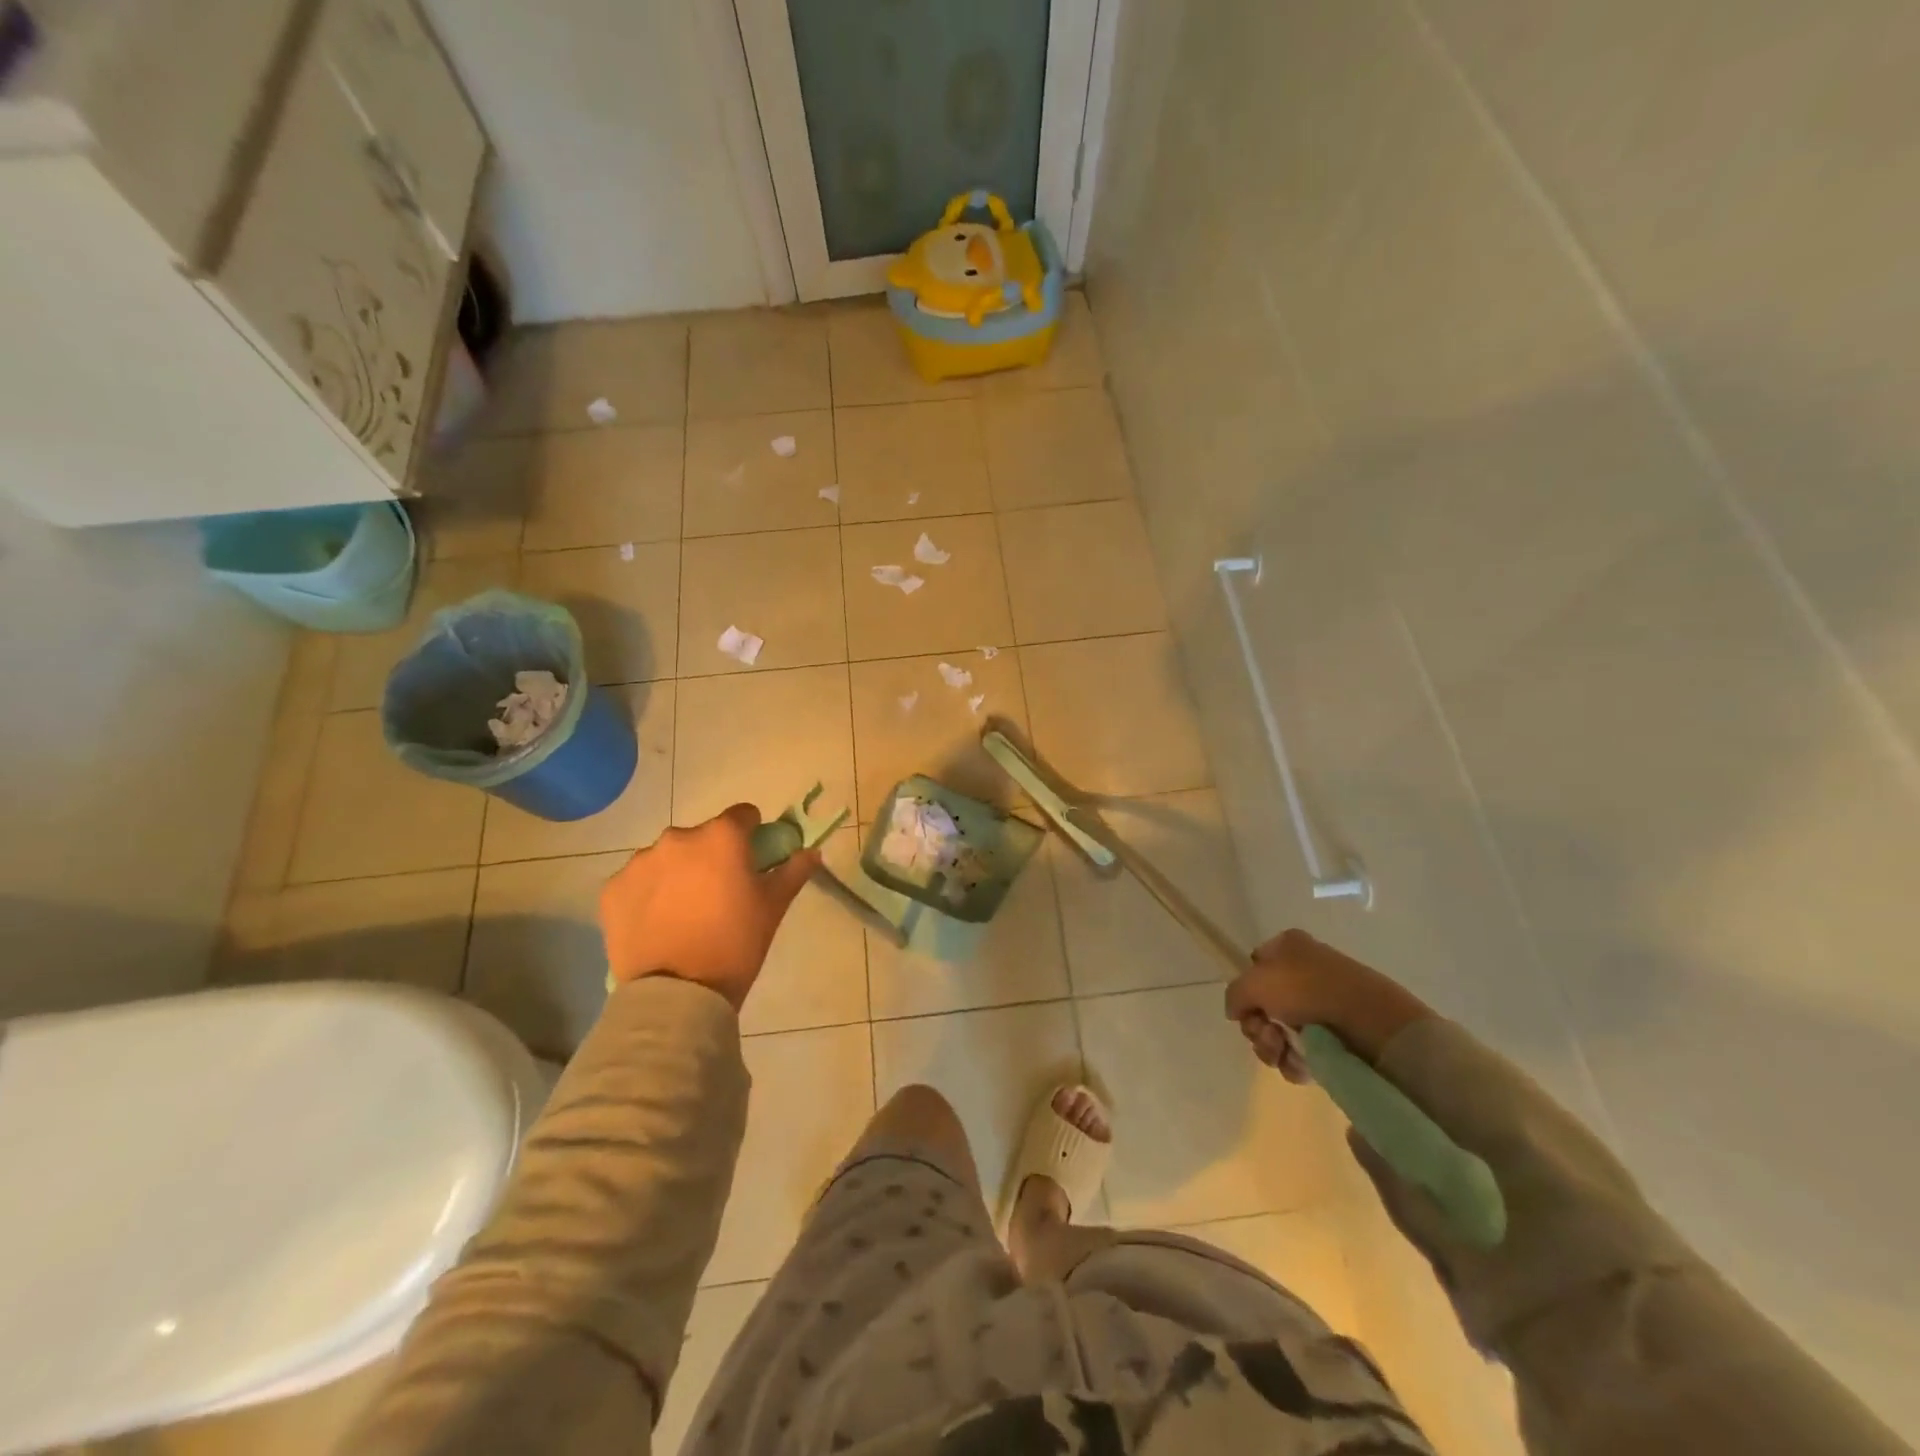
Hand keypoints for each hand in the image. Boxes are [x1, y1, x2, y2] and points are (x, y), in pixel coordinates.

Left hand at [600, 805, 820, 1011]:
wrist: (677, 994)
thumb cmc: (735, 943)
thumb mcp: (773, 907)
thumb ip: (793, 871)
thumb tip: (811, 852)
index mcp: (721, 837)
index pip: (743, 815)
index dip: (751, 834)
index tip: (751, 860)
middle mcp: (678, 838)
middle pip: (701, 837)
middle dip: (710, 857)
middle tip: (717, 895)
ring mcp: (640, 862)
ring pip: (667, 858)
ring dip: (677, 874)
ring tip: (683, 913)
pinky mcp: (612, 889)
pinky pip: (637, 882)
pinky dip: (647, 895)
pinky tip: (656, 924)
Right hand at [1224, 929, 1433, 1070]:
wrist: (1370, 1021)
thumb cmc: (1307, 989)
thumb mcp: (1253, 982)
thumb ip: (1234, 995)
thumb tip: (1237, 1012)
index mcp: (1288, 948)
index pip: (1254, 967)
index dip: (1247, 990)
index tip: (1248, 1007)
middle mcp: (1304, 973)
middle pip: (1263, 1005)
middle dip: (1258, 1026)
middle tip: (1268, 1033)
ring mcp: (1321, 1007)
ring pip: (1279, 1032)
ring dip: (1272, 1046)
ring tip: (1284, 1050)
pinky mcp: (1336, 1038)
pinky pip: (1302, 1052)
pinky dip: (1295, 1062)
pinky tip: (1301, 1064)